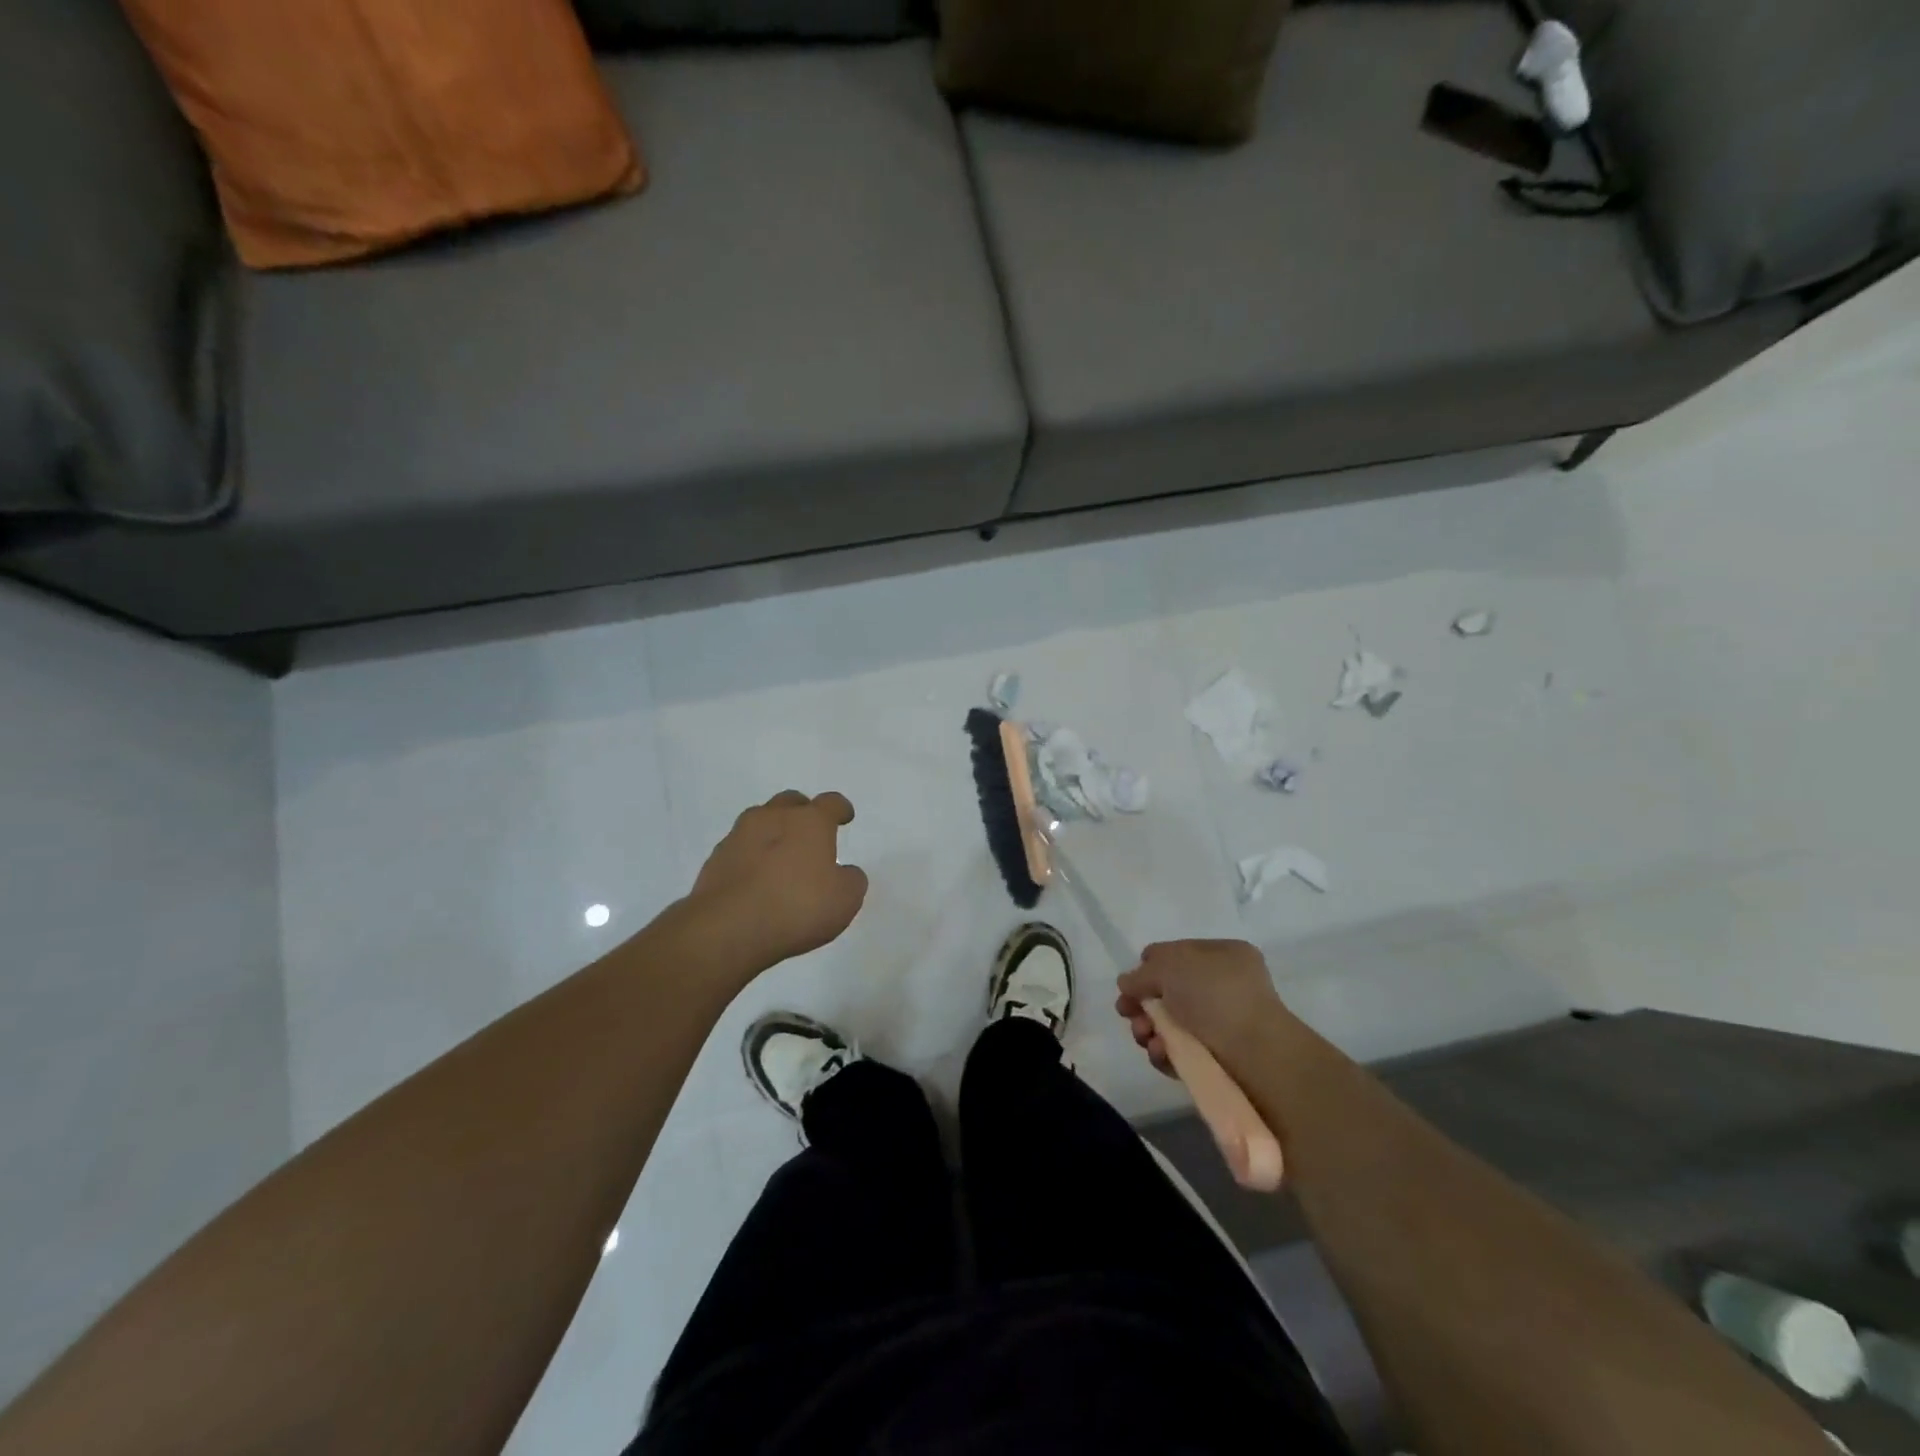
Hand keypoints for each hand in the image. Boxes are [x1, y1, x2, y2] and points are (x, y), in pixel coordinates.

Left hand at [687, 791, 868, 973]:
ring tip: (780, 860)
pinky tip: (755, 882)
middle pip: (790, 802)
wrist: (728, 928)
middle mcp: (772, 819)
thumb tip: (844, 873)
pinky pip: (739, 850)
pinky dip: (750, 859)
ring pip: (759, 823)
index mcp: (809, 822)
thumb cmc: (797, 907)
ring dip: (772, 834)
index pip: (830, 803)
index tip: (844, 817)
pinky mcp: (714, 861)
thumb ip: (851, 880)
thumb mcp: (845, 899)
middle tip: (809, 834)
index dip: (840, 809)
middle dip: (802, 813)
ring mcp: (738, 837)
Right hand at [1115, 939, 1290, 1075]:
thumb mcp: (1170, 965)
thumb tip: (1126, 984)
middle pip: (1167, 993)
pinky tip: (1160, 1052)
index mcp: (1223, 956)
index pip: (1176, 954)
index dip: (1149, 967)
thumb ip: (1141, 973)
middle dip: (1142, 1004)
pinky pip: (1179, 1053)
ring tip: (1144, 1035)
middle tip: (1127, 1013)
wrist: (1256, 1055)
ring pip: (1169, 1025)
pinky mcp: (1216, 1062)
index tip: (1131, 983)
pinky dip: (1164, 1052)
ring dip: (1147, 1029)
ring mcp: (1222, 1026)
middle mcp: (1224, 988)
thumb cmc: (1215, 995)